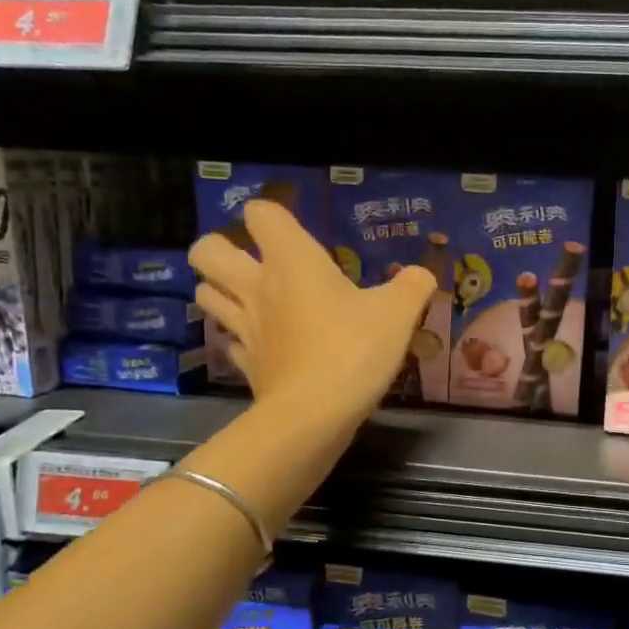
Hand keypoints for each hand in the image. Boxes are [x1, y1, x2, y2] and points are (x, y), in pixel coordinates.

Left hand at [189, 201, 436, 426]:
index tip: (293, 228)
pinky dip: (241, 338)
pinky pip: (230, 341)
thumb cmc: (354, 350)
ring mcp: (245, 327)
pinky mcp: (246, 364)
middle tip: (251, 260)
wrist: (314, 415)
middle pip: (206, 251)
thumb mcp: (399, 314)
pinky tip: (264, 344)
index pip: (260, 213)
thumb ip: (413, 286)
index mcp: (292, 261)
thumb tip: (422, 275)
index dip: (271, 213)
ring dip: (220, 290)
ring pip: (206, 294)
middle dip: (219, 248)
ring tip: (249, 297)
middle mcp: (258, 287)